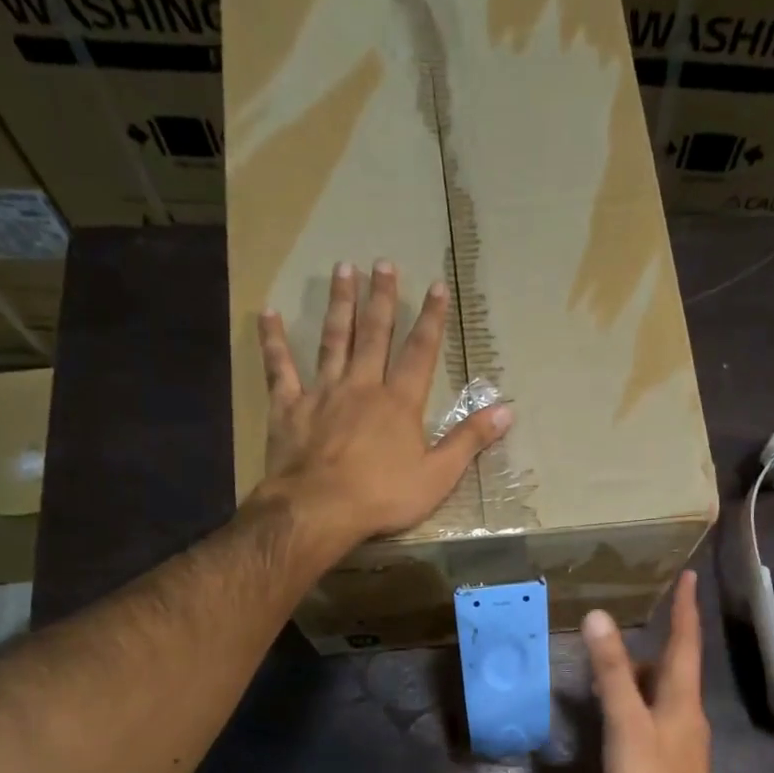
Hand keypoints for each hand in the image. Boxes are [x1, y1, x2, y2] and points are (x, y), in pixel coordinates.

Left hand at [257, 259, 510, 546]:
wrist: (320, 509)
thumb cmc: (383, 497)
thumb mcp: (438, 476)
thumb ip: (469, 441)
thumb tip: (506, 411)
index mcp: (399, 403)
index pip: (420, 353)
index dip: (431, 319)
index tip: (436, 286)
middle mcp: (362, 387)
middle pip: (374, 335)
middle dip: (382, 298)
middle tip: (383, 263)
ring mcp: (322, 393)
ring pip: (333, 340)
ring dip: (339, 304)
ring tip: (342, 270)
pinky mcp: (289, 407)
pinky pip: (279, 368)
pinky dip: (273, 342)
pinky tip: (267, 315)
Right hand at [581, 571, 715, 772]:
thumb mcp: (625, 719)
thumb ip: (611, 671)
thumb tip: (599, 617)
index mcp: (681, 694)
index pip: (686, 639)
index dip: (686, 606)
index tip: (689, 575)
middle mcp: (688, 709)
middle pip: (674, 666)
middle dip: (655, 645)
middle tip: (624, 635)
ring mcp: (683, 735)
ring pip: (663, 693)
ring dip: (641, 677)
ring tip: (609, 674)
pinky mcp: (673, 756)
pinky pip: (656, 715)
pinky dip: (637, 704)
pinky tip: (618, 717)